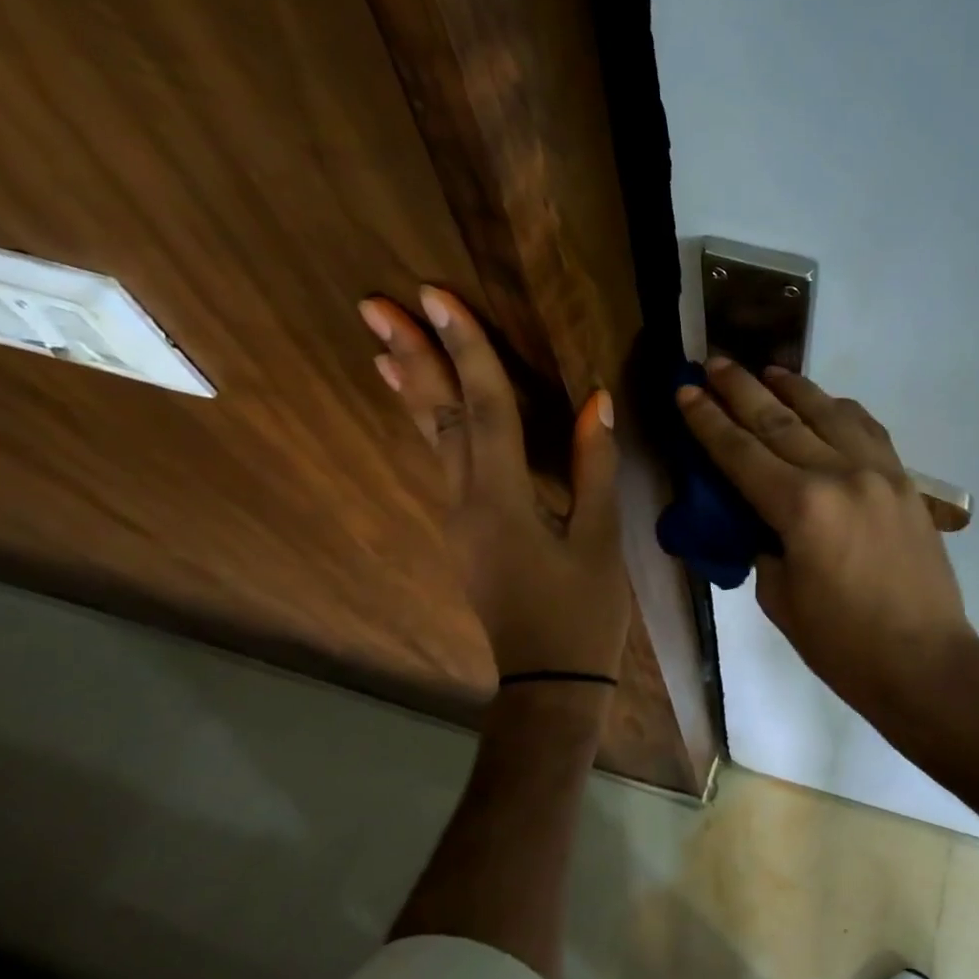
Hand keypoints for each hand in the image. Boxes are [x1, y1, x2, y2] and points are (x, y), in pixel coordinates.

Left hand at [361, 287, 629, 689]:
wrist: (550, 681)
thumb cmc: (583, 612)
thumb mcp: (601, 537)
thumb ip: (596, 465)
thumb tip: (596, 400)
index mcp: (503, 498)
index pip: (485, 408)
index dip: (466, 349)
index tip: (438, 298)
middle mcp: (466, 500)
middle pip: (439, 417)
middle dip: (414, 356)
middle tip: (378, 304)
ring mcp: (458, 517)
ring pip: (431, 439)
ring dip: (413, 386)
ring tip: (385, 342)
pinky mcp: (465, 530)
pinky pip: (442, 462)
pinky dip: (429, 424)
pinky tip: (422, 406)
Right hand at [677, 358, 977, 719]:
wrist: (926, 662)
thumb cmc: (843, 644)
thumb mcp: (780, 598)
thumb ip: (764, 543)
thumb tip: (760, 514)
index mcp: (801, 507)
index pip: (741, 451)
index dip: (707, 419)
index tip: (685, 388)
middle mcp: (840, 474)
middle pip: (780, 419)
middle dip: (740, 388)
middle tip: (713, 361)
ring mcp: (879, 472)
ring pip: (829, 412)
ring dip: (793, 387)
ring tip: (766, 369)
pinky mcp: (906, 482)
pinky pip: (868, 430)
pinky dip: (840, 410)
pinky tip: (826, 403)